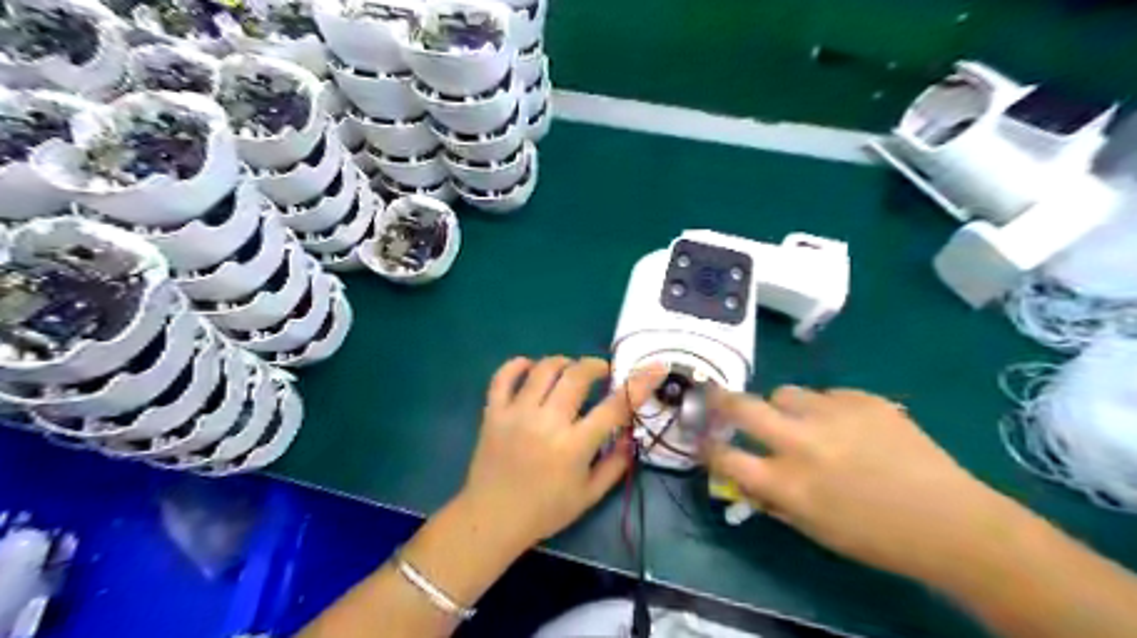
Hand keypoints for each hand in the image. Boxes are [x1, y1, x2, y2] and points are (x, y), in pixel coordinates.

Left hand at [456, 356, 663, 550]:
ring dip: (563, 362)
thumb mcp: (589, 495)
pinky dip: (517, 365)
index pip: (614, 407)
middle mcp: (547, 422)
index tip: (655, 367)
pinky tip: (530, 367)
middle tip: (602, 372)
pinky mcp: (493, 412)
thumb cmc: (545, 511)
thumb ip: (615, 464)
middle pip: (577, 375)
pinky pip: (503, 376)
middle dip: (596, 366)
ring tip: (570, 371)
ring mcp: (517, 414)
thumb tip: (632, 435)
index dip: (639, 384)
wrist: (491, 519)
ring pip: (543, 369)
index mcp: (574, 446)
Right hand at [709, 386, 1007, 580]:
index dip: (707, 447)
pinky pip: (826, 394)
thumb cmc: (876, 538)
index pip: (725, 456)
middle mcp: (802, 442)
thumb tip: (744, 474)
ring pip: (784, 392)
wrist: (951, 522)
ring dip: (782, 407)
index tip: (702, 440)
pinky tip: (849, 427)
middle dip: (720, 400)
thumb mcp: (813, 528)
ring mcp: (833, 414)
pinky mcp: (862, 398)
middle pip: (741, 406)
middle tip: (715, 396)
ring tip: (802, 421)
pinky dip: (825, 409)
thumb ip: (772, 497)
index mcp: (787, 483)